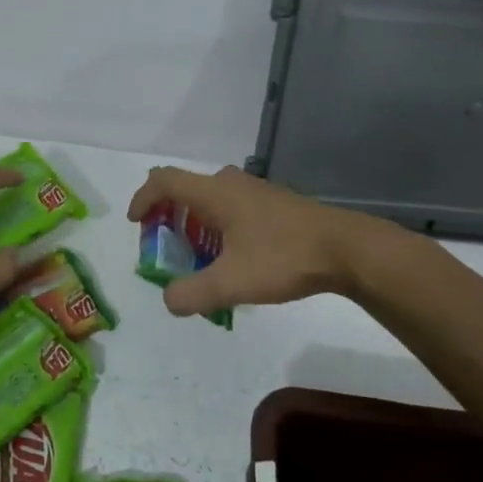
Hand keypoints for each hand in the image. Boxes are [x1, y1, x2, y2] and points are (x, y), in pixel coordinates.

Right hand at [126, 165, 369, 317]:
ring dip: (195, 226)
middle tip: (167, 250)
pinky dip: (218, 228)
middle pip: (186, 191)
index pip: (164, 181)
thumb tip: (169, 300)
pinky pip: (232, 208)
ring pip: (211, 201)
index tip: (136, 224)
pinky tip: (234, 260)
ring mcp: (255, 192)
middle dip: (169, 218)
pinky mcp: (274, 204)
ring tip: (199, 260)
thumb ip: (192, 293)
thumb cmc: (283, 257)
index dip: (143, 198)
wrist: (346, 249)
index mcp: (214, 192)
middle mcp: (231, 184)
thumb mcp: (232, 282)